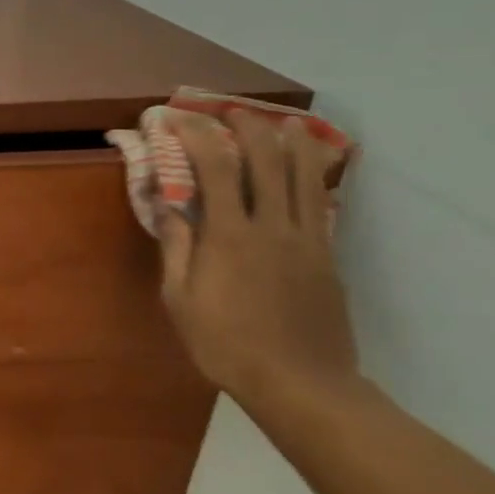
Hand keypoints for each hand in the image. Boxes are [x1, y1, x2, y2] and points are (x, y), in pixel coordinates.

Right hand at [159, 111, 360, 418]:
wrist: (300, 382)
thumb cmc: (225, 343)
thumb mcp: (181, 300)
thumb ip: (176, 247)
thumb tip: (167, 205)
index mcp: (230, 236)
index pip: (217, 168)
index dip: (199, 136)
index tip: (180, 117)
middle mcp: (273, 226)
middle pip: (269, 160)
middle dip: (248, 127)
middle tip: (230, 111)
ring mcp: (307, 239)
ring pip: (305, 174)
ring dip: (291, 141)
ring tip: (280, 123)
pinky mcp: (327, 255)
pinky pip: (319, 202)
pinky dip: (312, 176)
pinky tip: (305, 170)